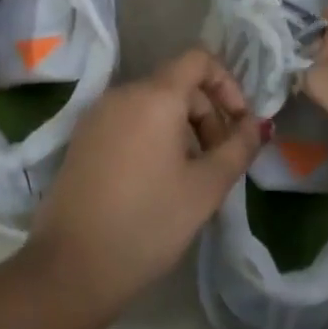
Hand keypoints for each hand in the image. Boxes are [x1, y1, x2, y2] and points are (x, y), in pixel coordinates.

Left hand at [24, 48, 261, 322]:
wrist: (70, 269)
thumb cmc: (148, 223)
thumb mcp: (206, 188)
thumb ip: (238, 148)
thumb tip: (256, 125)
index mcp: (154, 96)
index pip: (198, 59)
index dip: (227, 84)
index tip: (239, 124)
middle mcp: (122, 94)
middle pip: (177, 84)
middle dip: (207, 114)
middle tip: (220, 161)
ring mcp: (97, 116)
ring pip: (153, 105)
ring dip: (182, 129)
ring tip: (192, 176)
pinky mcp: (83, 140)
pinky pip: (129, 122)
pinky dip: (153, 137)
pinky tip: (159, 181)